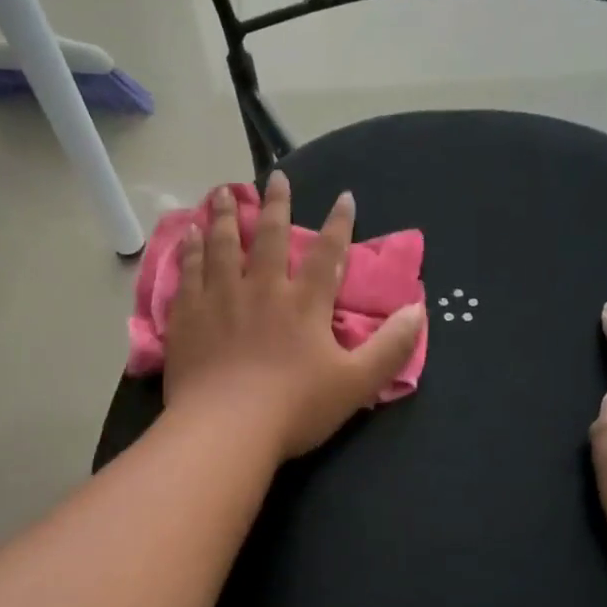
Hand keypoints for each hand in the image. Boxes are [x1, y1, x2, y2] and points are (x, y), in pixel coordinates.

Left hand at [162, 175, 424, 459]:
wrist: (225, 429)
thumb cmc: (294, 408)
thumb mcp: (356, 382)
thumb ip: (391, 346)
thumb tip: (419, 310)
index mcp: (304, 303)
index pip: (327, 254)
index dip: (339, 224)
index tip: (344, 196)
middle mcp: (261, 289)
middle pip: (268, 237)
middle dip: (275, 205)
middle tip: (274, 178)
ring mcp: (219, 299)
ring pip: (222, 246)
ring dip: (223, 217)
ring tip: (220, 193)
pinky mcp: (187, 316)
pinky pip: (188, 272)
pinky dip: (190, 250)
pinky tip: (187, 236)